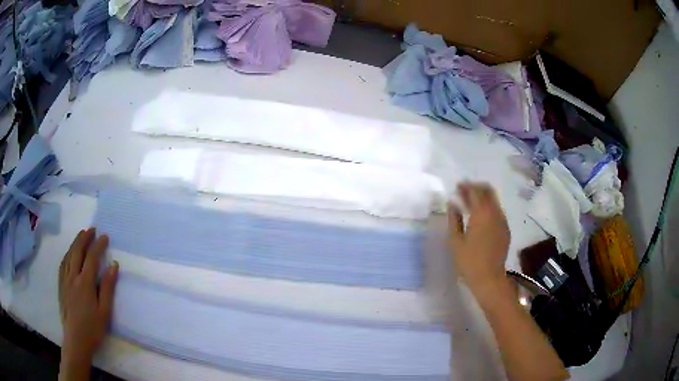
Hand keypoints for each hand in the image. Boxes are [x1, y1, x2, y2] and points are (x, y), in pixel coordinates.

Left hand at [59, 228, 117, 366]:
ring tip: (81, 235)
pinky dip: (67, 254)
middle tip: (92, 229)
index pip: (92, 258)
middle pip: (77, 251)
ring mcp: (65, 280)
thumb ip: (108, 287)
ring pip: (69, 255)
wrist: (76, 340)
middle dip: (84, 238)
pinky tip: (69, 253)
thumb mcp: (105, 311)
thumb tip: (113, 265)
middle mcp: (73, 277)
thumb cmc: (93, 328)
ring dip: (75, 243)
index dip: (98, 245)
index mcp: (85, 283)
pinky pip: (63, 264)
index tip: (105, 236)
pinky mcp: (61, 285)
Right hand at [448, 183, 509, 290]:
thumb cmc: (468, 261)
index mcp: (481, 213)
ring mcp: (502, 221)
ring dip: (482, 198)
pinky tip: (480, 218)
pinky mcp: (505, 230)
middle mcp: (495, 213)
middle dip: (476, 188)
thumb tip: (452, 203)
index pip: (475, 191)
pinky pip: (497, 211)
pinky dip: (488, 208)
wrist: (489, 278)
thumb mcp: (455, 240)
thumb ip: (454, 218)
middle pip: (488, 191)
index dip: (466, 186)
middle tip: (464, 192)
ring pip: (494, 200)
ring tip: (470, 205)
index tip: (457, 187)